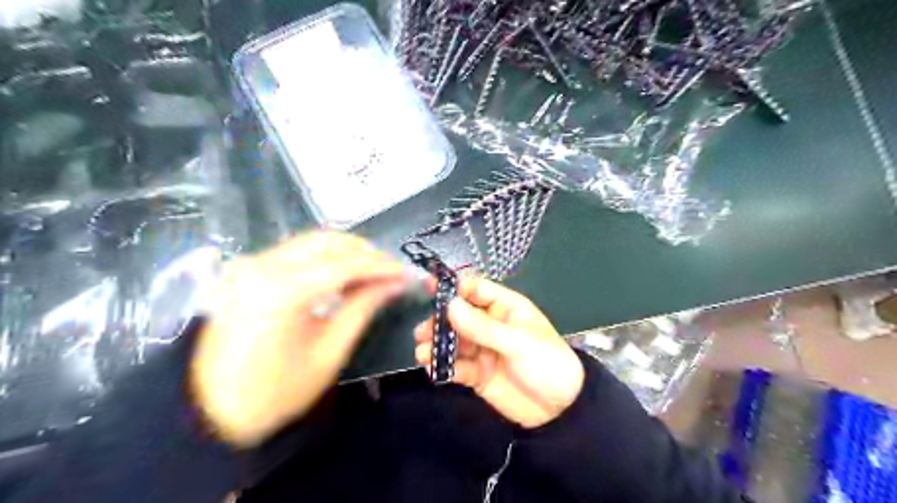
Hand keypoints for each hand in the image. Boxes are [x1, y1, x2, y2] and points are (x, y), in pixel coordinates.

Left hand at [195, 232, 410, 446]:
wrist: (209, 412)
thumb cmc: (275, 393)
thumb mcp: (329, 352)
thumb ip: (363, 308)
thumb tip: (394, 284)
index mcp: (281, 291)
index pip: (345, 264)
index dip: (382, 266)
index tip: (406, 274)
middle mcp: (262, 266)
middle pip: (329, 242)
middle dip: (367, 254)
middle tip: (391, 273)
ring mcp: (250, 264)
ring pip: (313, 242)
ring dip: (348, 252)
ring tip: (372, 273)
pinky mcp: (247, 269)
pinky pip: (296, 252)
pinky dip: (326, 257)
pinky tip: (342, 274)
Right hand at [415, 275, 586, 428]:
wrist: (561, 411)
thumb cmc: (546, 363)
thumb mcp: (518, 342)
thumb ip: (483, 326)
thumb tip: (450, 305)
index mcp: (505, 307)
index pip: (475, 289)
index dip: (454, 287)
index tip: (430, 289)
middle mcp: (490, 325)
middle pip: (458, 316)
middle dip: (439, 321)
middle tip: (423, 331)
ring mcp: (482, 349)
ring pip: (453, 341)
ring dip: (436, 345)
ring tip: (422, 352)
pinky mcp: (477, 373)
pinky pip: (456, 366)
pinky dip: (443, 367)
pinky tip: (432, 369)